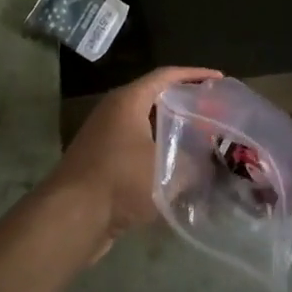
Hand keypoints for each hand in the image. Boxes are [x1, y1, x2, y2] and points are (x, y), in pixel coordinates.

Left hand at [38, 66, 220, 259]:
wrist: (72, 217)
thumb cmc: (120, 180)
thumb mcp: (167, 168)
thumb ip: (194, 160)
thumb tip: (211, 160)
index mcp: (128, 101)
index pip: (166, 76)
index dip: (194, 75)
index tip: (219, 80)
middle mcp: (113, 112)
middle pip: (155, 99)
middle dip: (184, 104)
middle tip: (213, 112)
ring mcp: (104, 138)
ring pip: (145, 126)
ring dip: (171, 131)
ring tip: (201, 140)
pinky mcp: (101, 163)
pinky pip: (136, 149)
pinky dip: (157, 153)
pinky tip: (178, 171)